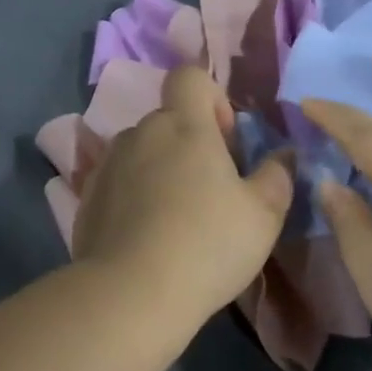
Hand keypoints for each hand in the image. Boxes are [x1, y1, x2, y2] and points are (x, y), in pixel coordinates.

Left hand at [73, 66, 293, 322]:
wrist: (130, 294)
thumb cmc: (207, 245)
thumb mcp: (263, 215)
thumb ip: (277, 175)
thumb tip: (283, 155)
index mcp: (183, 125)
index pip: (189, 76)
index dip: (211, 98)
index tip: (225, 142)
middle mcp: (141, 132)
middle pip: (169, 119)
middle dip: (191, 144)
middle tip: (210, 192)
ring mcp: (109, 163)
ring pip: (143, 151)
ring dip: (161, 169)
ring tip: (176, 219)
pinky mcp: (88, 196)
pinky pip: (120, 181)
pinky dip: (135, 196)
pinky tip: (147, 237)